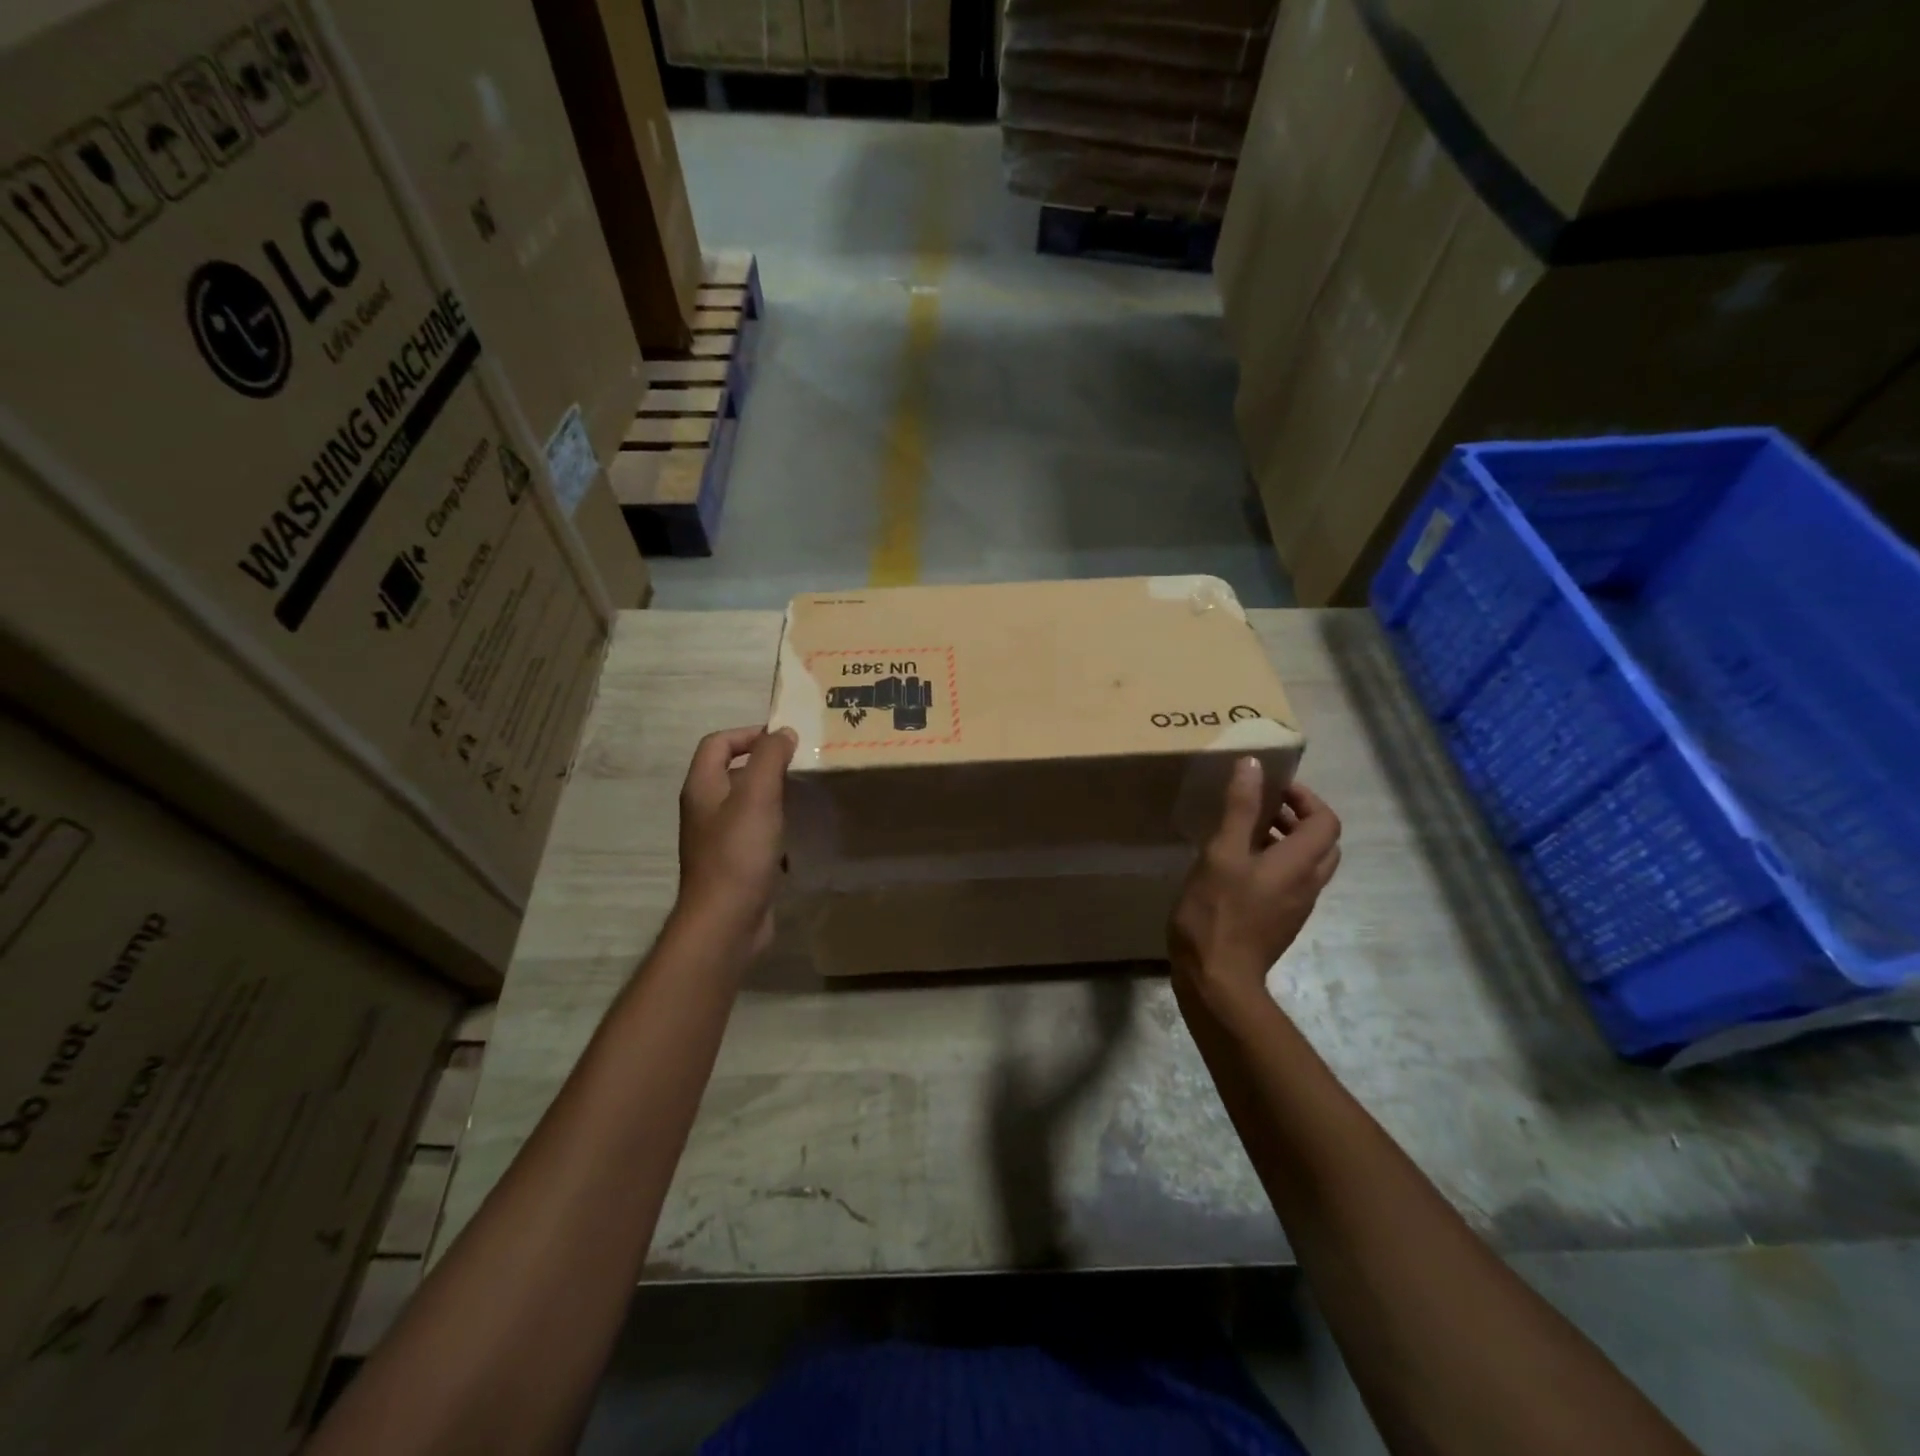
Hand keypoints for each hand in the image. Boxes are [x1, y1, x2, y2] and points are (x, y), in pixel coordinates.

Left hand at [674, 726, 796, 956]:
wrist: (726, 922)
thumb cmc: (739, 853)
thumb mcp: (757, 796)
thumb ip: (770, 758)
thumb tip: (783, 733)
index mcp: (702, 788)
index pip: (718, 743)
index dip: (748, 734)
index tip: (785, 741)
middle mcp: (705, 809)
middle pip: (732, 772)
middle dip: (766, 763)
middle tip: (801, 764)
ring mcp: (719, 839)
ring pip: (747, 803)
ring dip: (774, 795)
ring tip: (805, 794)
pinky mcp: (735, 863)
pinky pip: (756, 833)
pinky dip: (776, 826)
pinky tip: (798, 833)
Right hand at [1169, 759, 1341, 1003]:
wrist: (1218, 979)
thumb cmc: (1218, 911)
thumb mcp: (1222, 853)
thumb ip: (1240, 808)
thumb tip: (1253, 765)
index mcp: (1300, 863)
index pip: (1327, 820)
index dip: (1306, 798)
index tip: (1273, 788)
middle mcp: (1308, 884)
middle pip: (1323, 842)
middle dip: (1299, 818)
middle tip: (1263, 807)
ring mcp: (1296, 907)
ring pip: (1308, 865)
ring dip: (1288, 841)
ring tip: (1247, 833)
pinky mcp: (1281, 923)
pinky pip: (1291, 883)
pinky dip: (1277, 864)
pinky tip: (1239, 867)